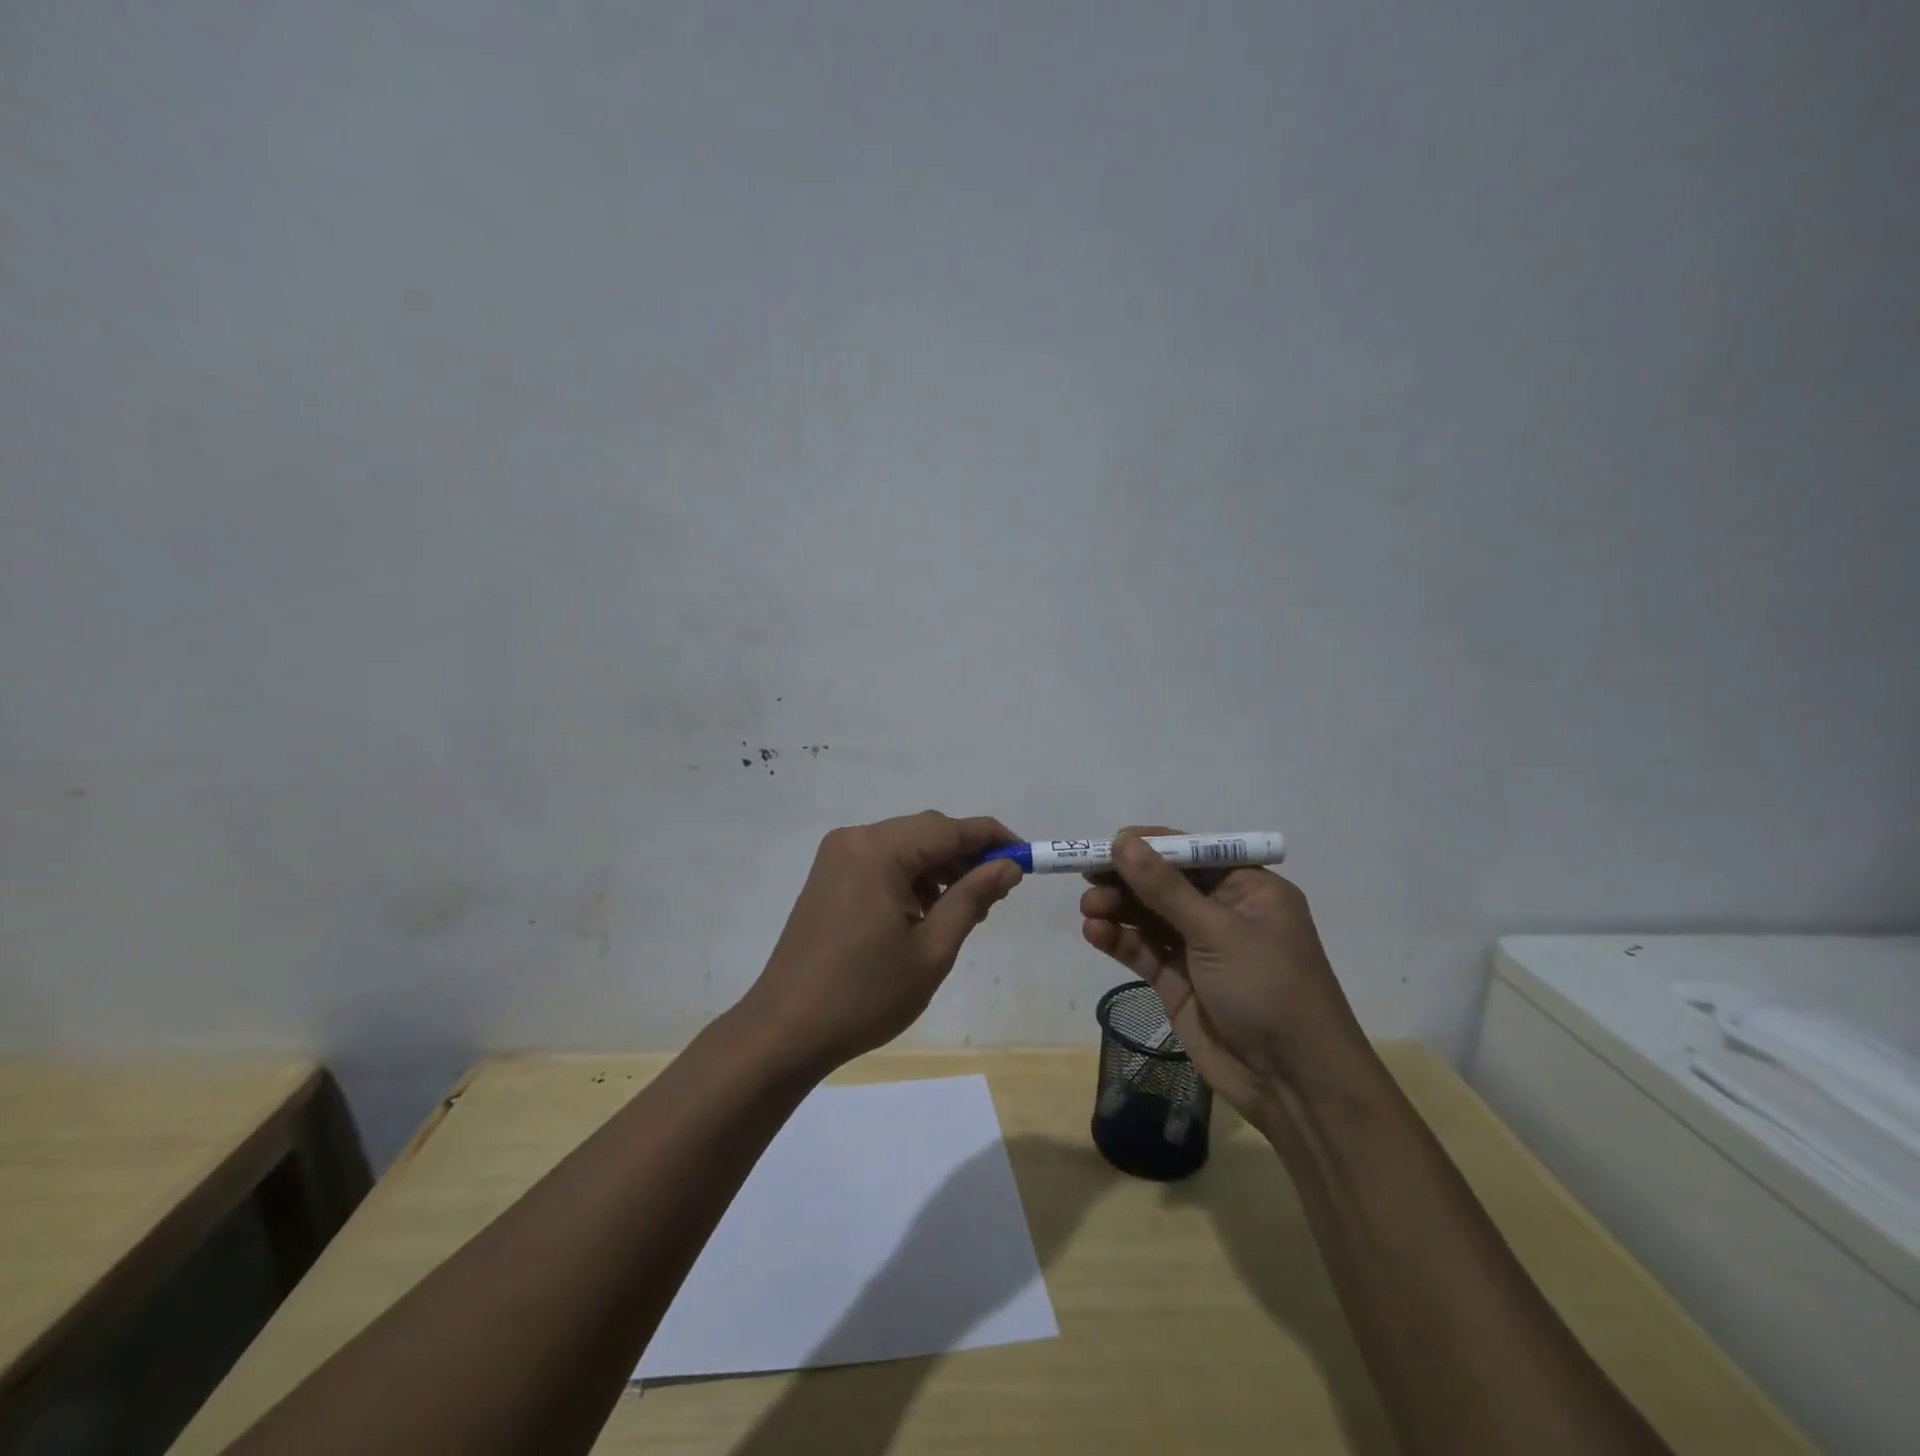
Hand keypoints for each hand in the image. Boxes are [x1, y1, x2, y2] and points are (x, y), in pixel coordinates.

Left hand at [743, 812, 1023, 1073]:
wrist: (786, 1030)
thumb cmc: (865, 994)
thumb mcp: (932, 949)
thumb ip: (972, 898)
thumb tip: (1008, 866)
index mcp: (878, 850)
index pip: (949, 829)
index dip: (993, 838)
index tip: (1027, 856)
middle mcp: (855, 840)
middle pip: (925, 832)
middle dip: (966, 855)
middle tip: (999, 890)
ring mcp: (837, 857)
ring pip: (904, 847)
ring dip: (940, 868)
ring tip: (969, 907)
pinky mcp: (829, 878)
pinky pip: (882, 863)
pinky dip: (911, 879)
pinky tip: (929, 910)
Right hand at [1080, 827, 1369, 1128]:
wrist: (1294, 1084)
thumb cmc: (1268, 989)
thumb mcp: (1218, 932)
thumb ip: (1165, 887)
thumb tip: (1123, 840)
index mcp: (1248, 889)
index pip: (1192, 853)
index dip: (1150, 846)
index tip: (1108, 844)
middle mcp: (1223, 913)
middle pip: (1165, 884)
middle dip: (1127, 879)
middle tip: (1087, 876)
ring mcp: (1199, 949)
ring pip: (1149, 917)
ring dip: (1118, 908)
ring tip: (1089, 907)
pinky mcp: (1178, 982)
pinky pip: (1144, 951)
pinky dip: (1119, 940)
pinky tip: (1094, 932)